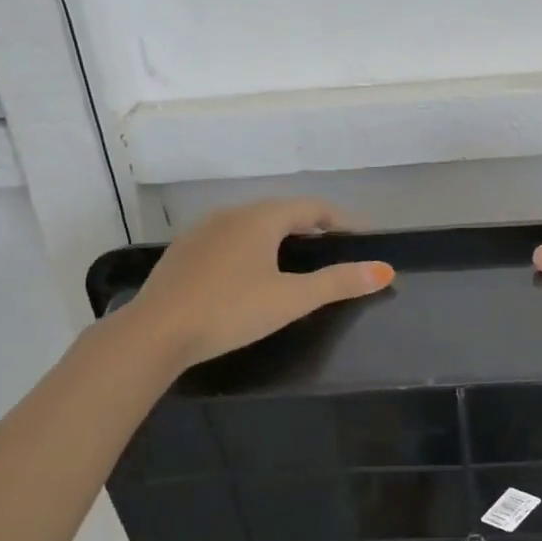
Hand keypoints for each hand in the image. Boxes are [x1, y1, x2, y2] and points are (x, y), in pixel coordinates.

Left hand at [125, 198, 392, 368]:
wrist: (155, 332)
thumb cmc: (231, 310)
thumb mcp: (292, 299)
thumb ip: (339, 283)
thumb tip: (385, 270)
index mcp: (261, 218)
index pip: (311, 208)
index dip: (339, 220)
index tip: (359, 236)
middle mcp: (230, 214)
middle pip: (280, 212)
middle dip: (309, 226)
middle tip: (331, 248)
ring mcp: (201, 232)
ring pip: (250, 225)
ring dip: (277, 236)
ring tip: (294, 260)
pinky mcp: (182, 253)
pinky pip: (227, 240)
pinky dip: (249, 248)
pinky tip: (248, 273)